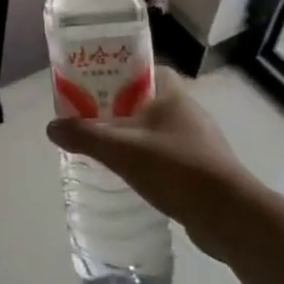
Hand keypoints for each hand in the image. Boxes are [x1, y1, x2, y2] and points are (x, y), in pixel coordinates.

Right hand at [45, 67, 255, 256]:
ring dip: (131, 136)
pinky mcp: (203, 167)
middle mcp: (187, 109)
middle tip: (88, 119)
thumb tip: (51, 127)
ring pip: (154, 129)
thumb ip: (84, 136)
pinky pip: (166, 154)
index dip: (113, 72)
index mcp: (171, 92)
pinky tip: (132, 175)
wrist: (231, 216)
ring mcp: (198, 139)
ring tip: (104, 148)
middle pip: (143, 99)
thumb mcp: (121, 150)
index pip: (139, 68)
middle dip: (116, 107)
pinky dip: (148, 160)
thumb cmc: (176, 168)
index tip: (89, 85)